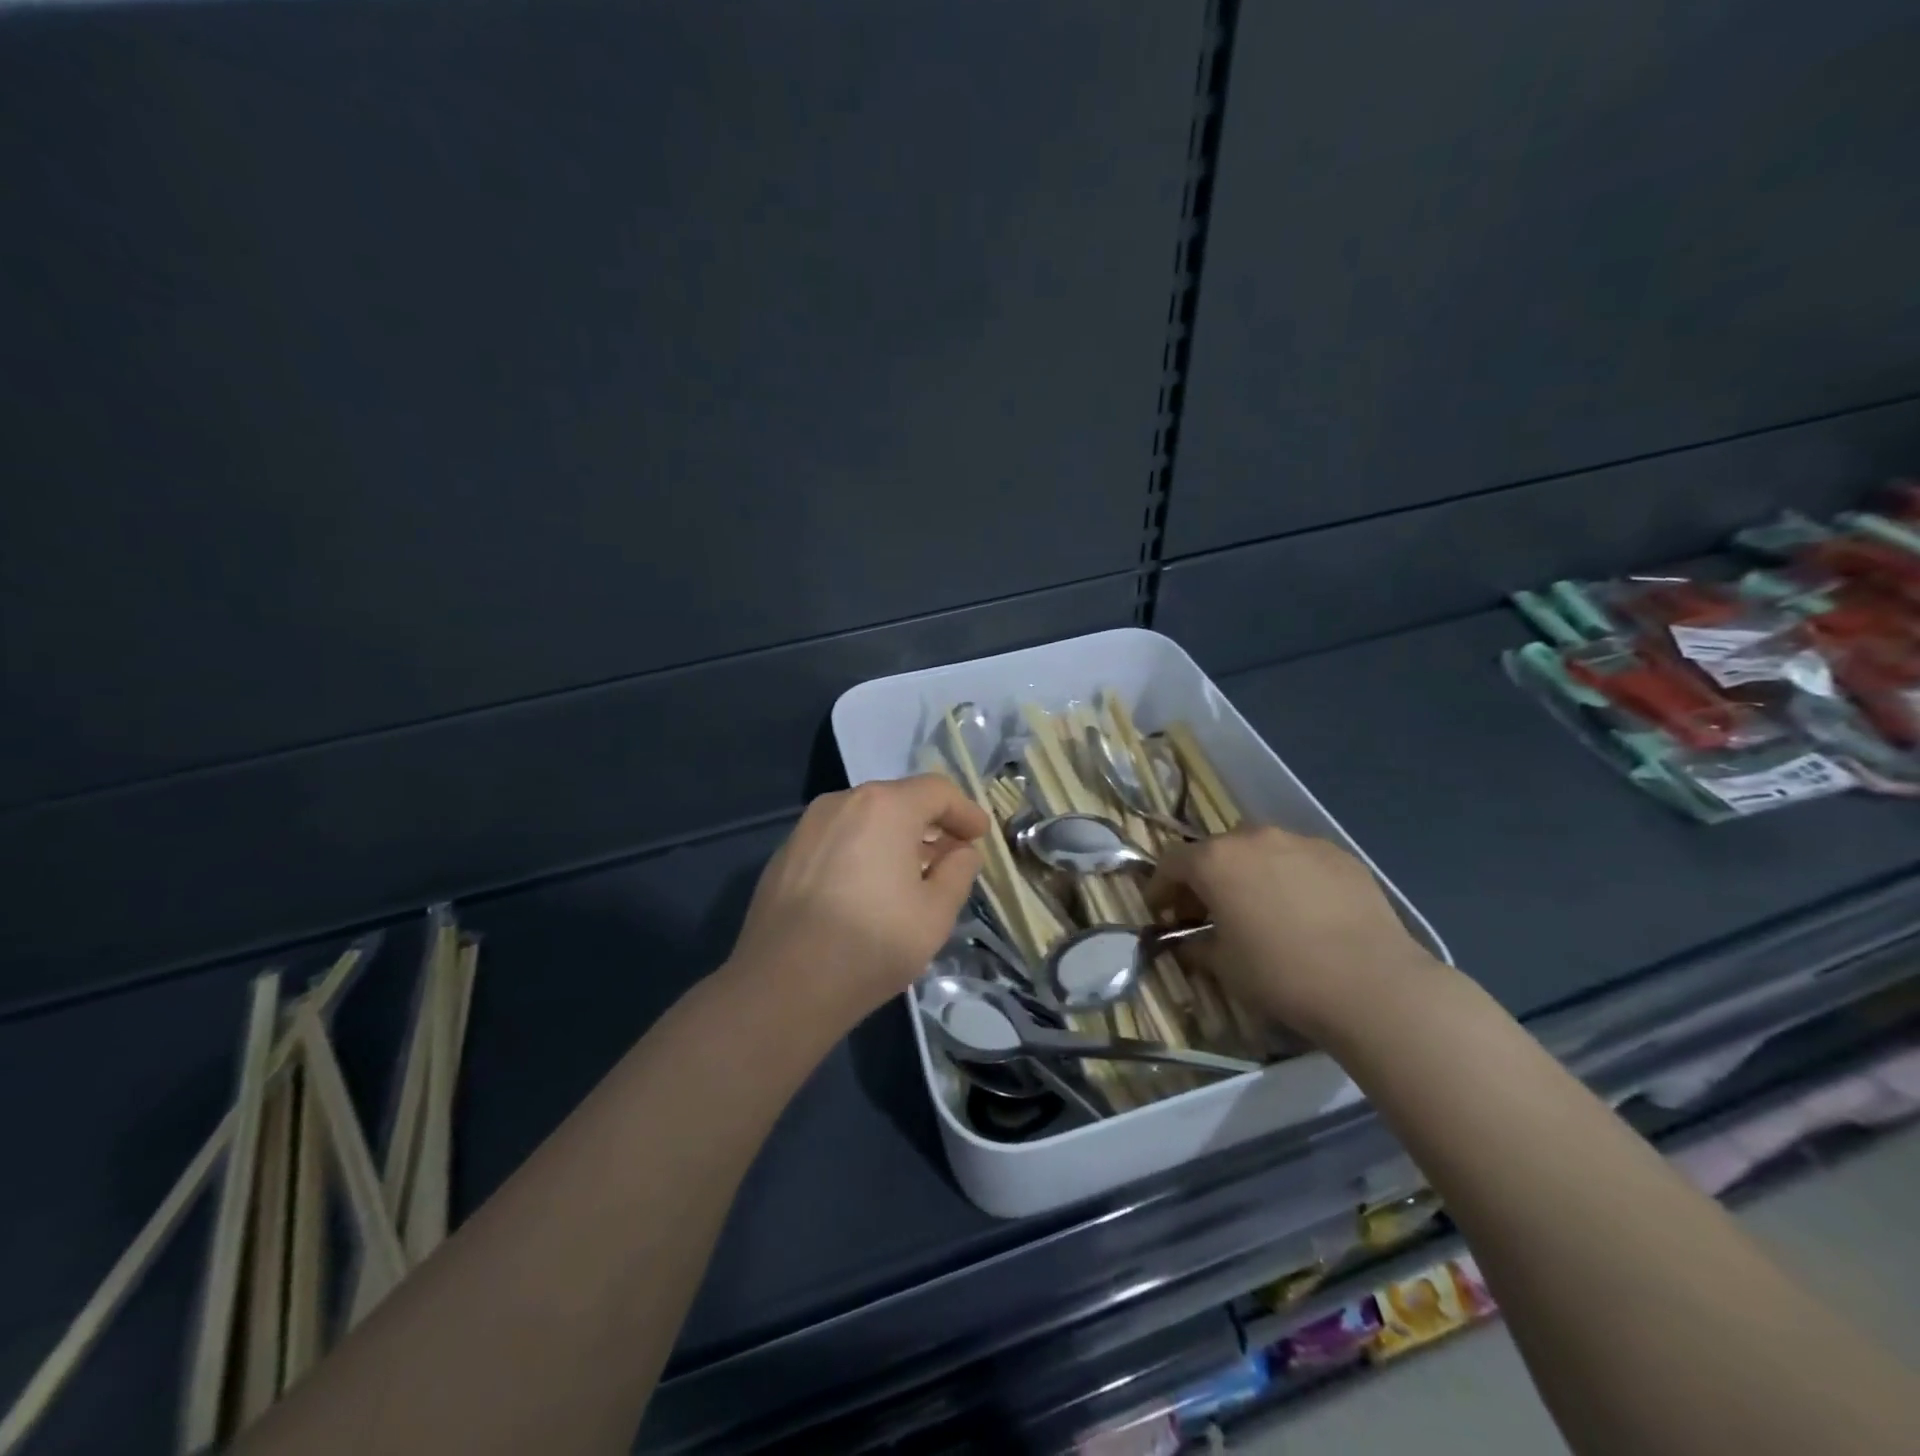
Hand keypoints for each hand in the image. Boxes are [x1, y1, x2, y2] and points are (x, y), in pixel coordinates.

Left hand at [726, 775, 989, 1032]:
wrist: (783, 985)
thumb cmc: (872, 943)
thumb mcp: (936, 913)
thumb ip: (958, 872)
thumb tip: (961, 852)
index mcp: (885, 807)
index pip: (937, 791)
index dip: (965, 811)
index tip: (980, 836)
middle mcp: (843, 802)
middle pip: (899, 800)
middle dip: (931, 824)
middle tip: (952, 855)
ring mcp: (808, 826)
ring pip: (866, 818)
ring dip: (896, 837)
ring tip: (913, 874)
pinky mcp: (786, 853)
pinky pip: (838, 838)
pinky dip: (863, 850)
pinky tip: (869, 887)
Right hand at [1147, 824, 1437, 1044]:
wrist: (1372, 984)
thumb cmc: (1281, 974)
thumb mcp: (1223, 967)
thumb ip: (1196, 946)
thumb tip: (1188, 942)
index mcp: (1216, 860)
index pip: (1172, 862)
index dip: (1161, 887)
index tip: (1161, 912)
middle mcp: (1254, 838)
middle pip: (1217, 851)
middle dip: (1206, 878)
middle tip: (1209, 912)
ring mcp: (1301, 842)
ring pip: (1261, 850)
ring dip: (1249, 873)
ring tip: (1260, 908)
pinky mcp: (1340, 856)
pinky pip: (1300, 860)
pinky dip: (1290, 877)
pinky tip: (1304, 911)